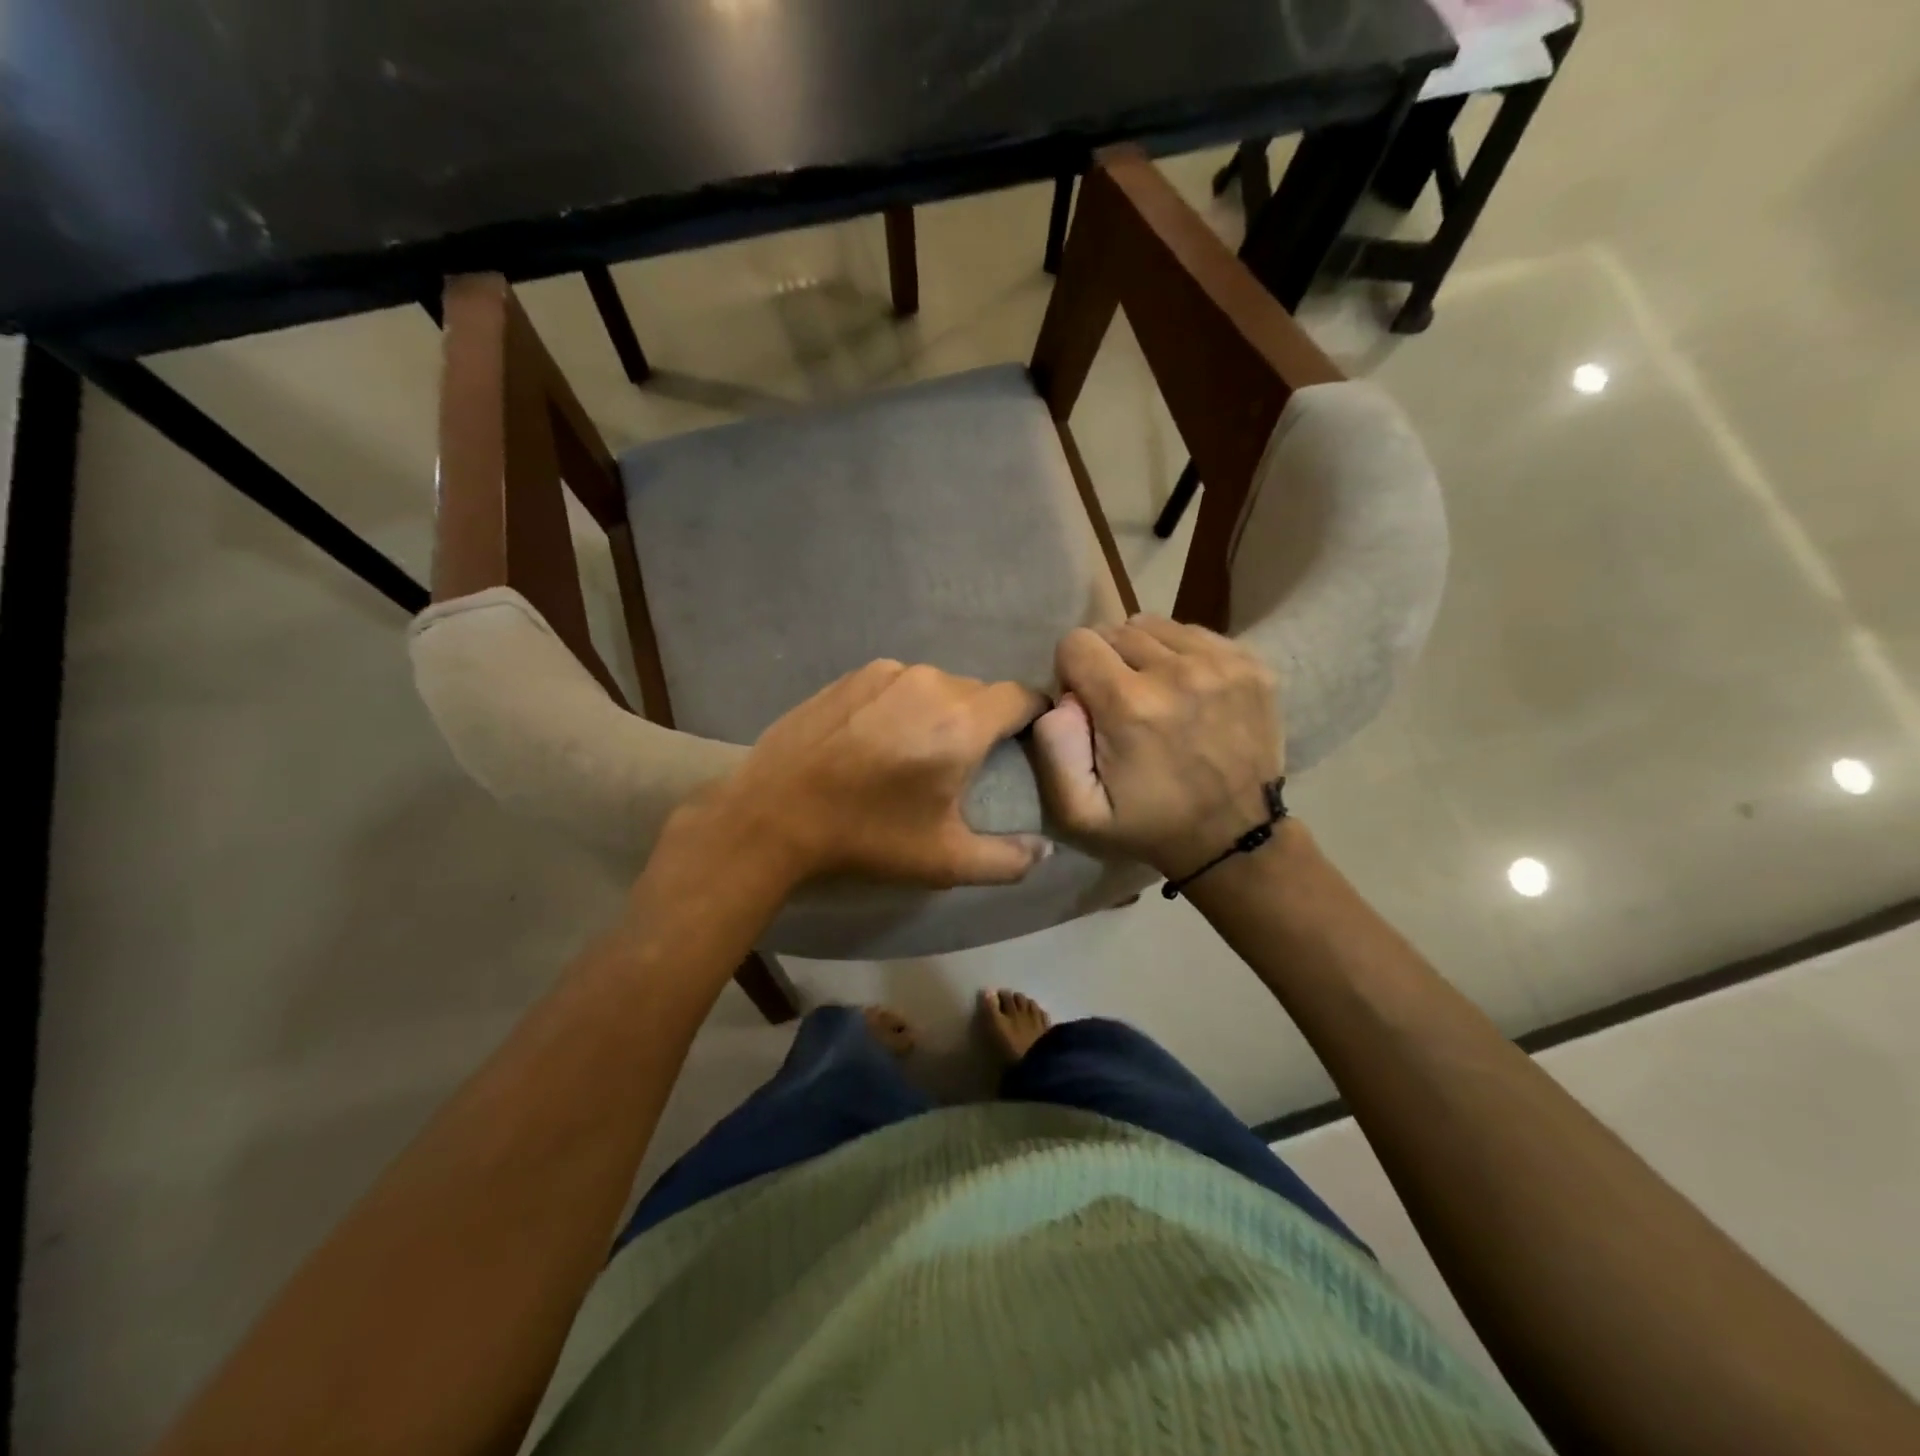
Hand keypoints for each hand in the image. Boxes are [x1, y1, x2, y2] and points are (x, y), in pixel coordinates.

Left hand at [683, 660, 1051, 889]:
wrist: (772, 815)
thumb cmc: (866, 837)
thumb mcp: (944, 860)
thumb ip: (1007, 859)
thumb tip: (1045, 852)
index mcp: (961, 721)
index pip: (1022, 696)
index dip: (1032, 717)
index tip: (1024, 745)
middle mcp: (929, 682)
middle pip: (979, 693)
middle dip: (983, 722)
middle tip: (965, 763)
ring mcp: (885, 672)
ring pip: (936, 686)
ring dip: (940, 713)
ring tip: (916, 752)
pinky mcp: (850, 675)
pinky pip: (897, 684)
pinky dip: (902, 705)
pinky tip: (877, 739)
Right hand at [1031, 616, 1282, 878]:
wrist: (1236, 836)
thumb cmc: (1149, 825)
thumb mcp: (1080, 811)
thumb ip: (1053, 750)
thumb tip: (1062, 697)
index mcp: (1129, 704)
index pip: (1076, 643)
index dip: (1072, 672)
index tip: (1087, 706)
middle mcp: (1177, 671)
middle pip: (1115, 630)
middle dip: (1106, 662)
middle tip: (1120, 704)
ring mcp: (1220, 663)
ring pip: (1154, 626)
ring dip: (1143, 654)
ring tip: (1153, 694)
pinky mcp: (1250, 663)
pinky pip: (1193, 633)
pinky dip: (1180, 655)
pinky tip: (1186, 691)